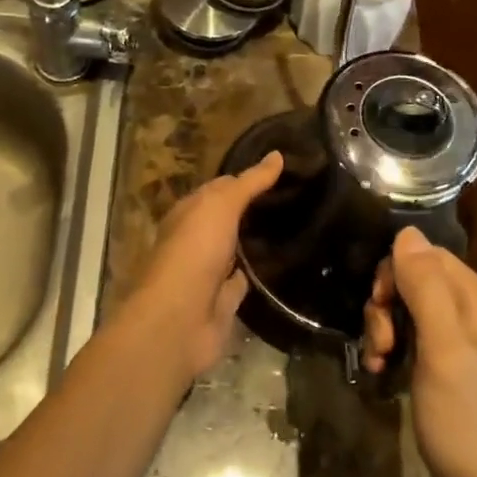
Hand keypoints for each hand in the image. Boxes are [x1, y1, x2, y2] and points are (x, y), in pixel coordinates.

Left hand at [112, 152, 283, 385]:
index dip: (247, 179)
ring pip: (236, 251)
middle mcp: (196, 241)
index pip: (220, 188)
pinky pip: (244, 282)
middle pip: (228, 220)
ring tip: (298, 228)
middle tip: (298, 199)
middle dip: (254, 210)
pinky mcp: (223, 303)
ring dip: (257, 243)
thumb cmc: (193, 252)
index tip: (282, 171)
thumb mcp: (220, 206)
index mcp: (188, 213)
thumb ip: (249, 183)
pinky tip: (284, 266)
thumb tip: (277, 155)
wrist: (178, 320)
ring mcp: (209, 273)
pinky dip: (259, 275)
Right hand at [363, 228, 476, 476]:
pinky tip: (383, 372)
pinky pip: (413, 338)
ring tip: (379, 362)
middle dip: (387, 305)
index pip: (428, 255)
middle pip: (416, 280)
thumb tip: (407, 231)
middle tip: (381, 344)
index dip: (396, 273)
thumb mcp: (442, 348)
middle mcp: (475, 313)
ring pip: (409, 309)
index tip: (381, 307)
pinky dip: (393, 349)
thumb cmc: (466, 418)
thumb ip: (425, 287)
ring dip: (384, 329)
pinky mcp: (449, 367)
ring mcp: (462, 342)